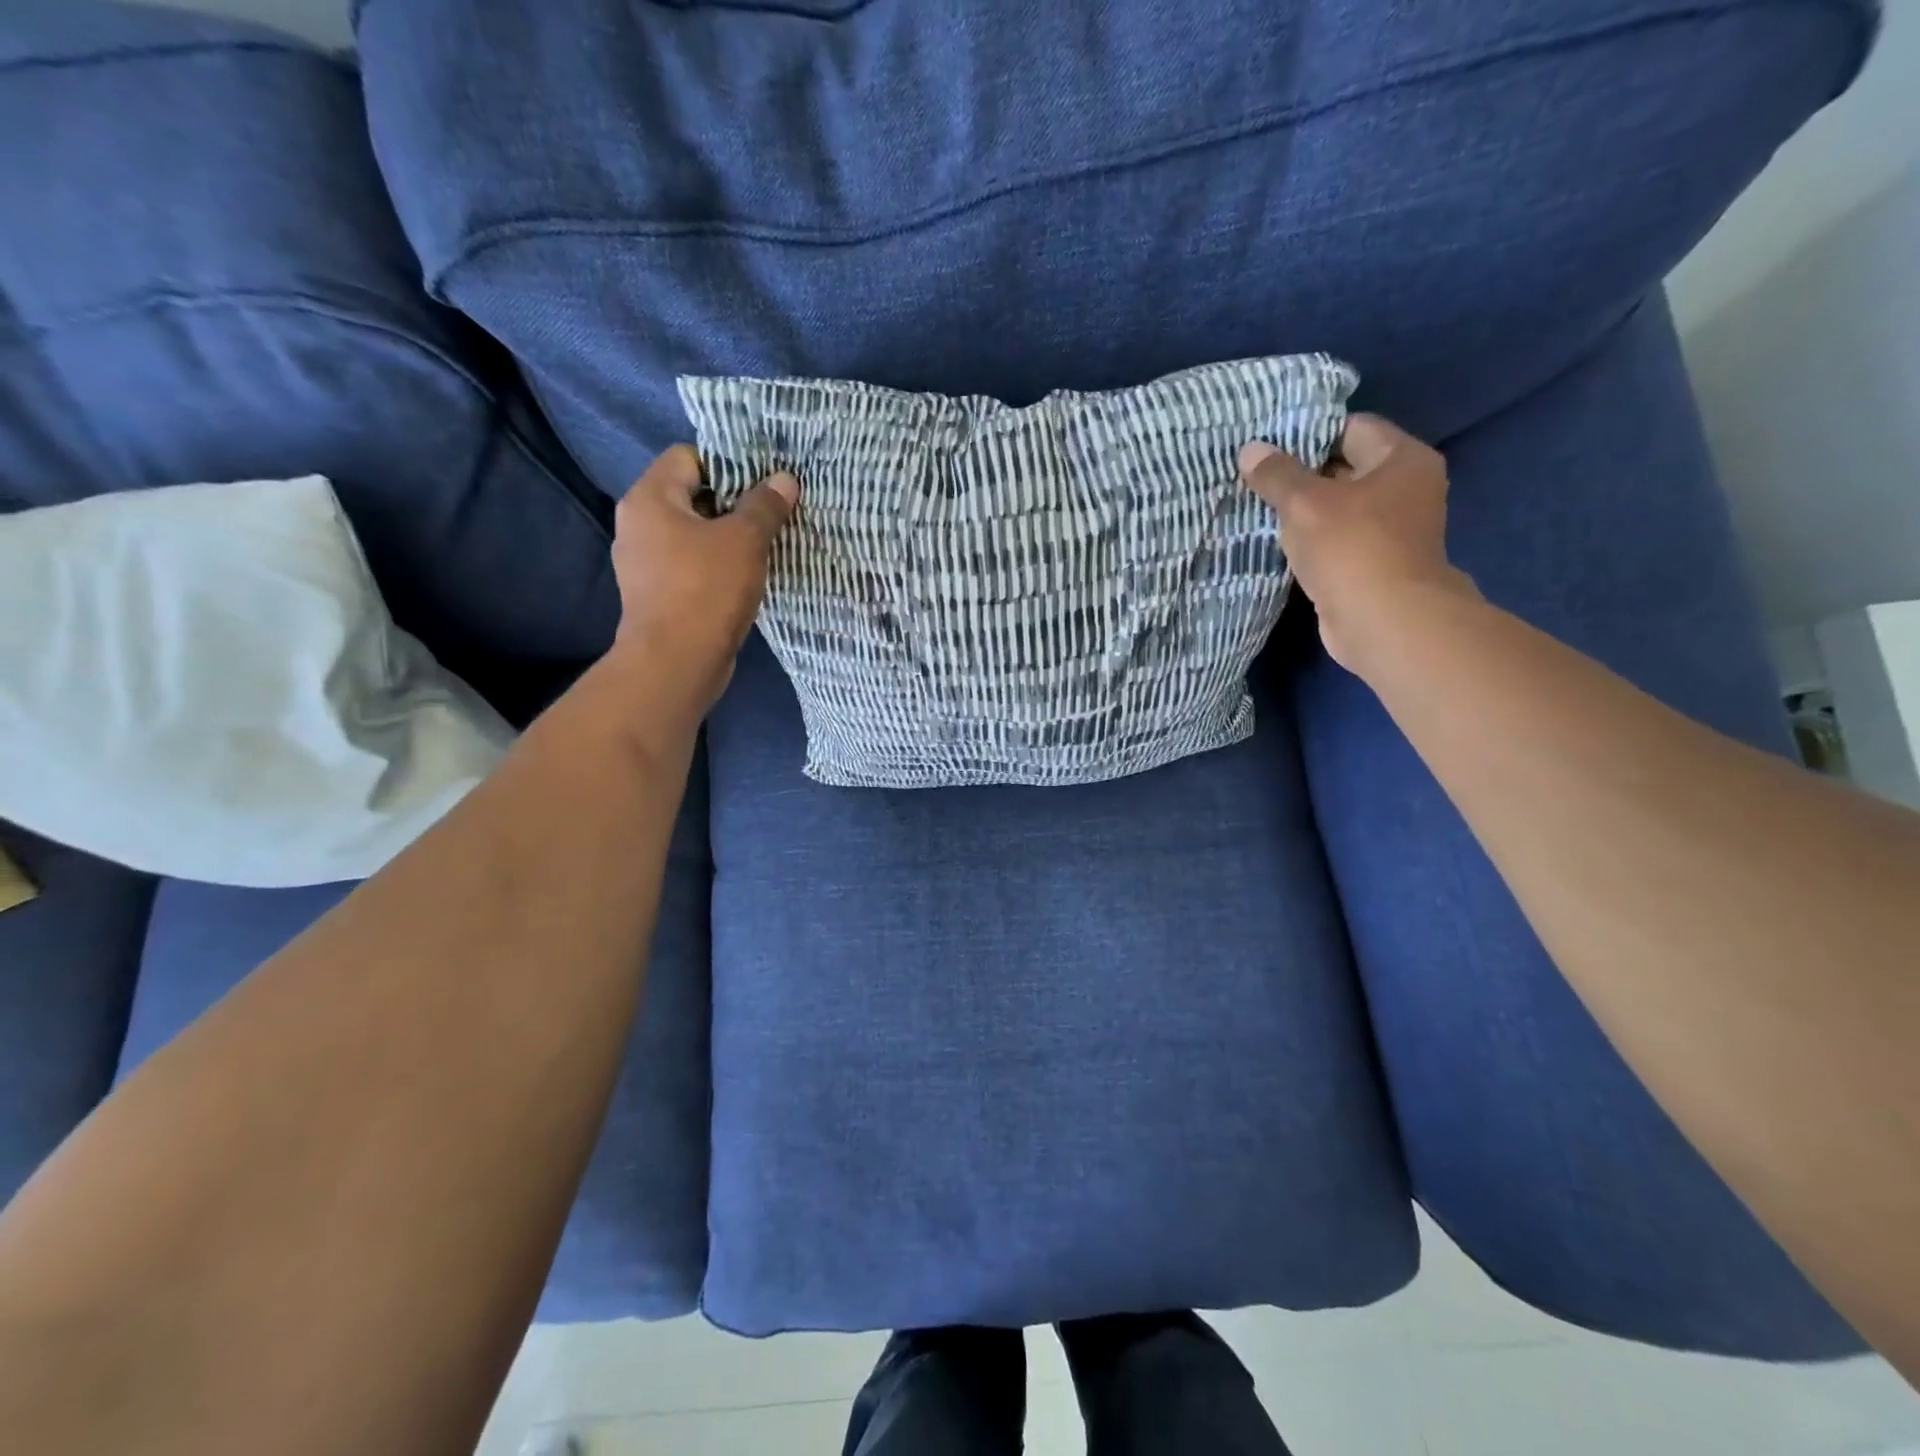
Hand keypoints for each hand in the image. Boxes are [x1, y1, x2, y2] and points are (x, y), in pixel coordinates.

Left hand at [609, 445, 798, 712]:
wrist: (677, 663)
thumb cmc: (706, 590)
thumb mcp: (744, 540)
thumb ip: (764, 506)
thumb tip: (784, 479)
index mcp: (650, 499)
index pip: (688, 457)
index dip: (728, 464)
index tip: (763, 485)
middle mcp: (639, 524)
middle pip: (692, 496)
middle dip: (734, 503)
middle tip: (772, 513)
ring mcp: (645, 563)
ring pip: (694, 534)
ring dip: (728, 538)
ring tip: (766, 545)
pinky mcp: (658, 594)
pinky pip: (691, 565)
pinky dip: (717, 566)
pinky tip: (746, 578)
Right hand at [1239, 414, 1477, 674]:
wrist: (1382, 621)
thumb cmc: (1351, 548)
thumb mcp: (1305, 503)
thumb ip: (1276, 474)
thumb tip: (1250, 449)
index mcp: (1403, 459)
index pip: (1351, 428)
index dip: (1308, 434)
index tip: (1267, 447)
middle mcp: (1405, 488)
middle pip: (1344, 468)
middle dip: (1300, 474)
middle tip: (1254, 477)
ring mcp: (1392, 529)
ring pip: (1336, 508)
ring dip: (1301, 512)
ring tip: (1257, 508)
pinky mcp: (1373, 563)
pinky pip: (1335, 540)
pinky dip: (1309, 541)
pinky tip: (1276, 542)